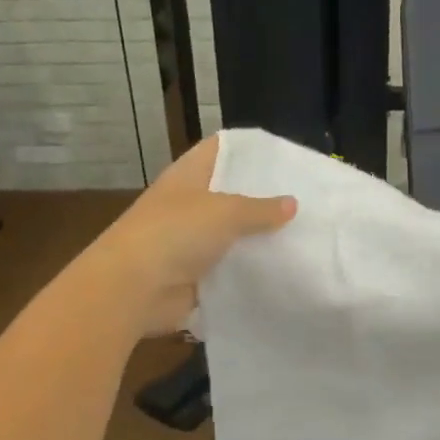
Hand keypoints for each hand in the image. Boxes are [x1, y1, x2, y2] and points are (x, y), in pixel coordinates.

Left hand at [83, 137, 295, 338]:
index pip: (222, 149)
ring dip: (261, 237)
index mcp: (189, 175)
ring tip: (305, 233)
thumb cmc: (174, 233)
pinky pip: (231, 267)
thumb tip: (292, 204)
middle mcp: (190, 204)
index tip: (286, 156)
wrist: (132, 289)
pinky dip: (251, 269)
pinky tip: (285, 268)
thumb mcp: (225, 212)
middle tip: (307, 197)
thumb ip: (261, 208)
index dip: (251, 149)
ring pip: (234, 233)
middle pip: (232, 193)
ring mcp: (192, 241)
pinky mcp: (197, 275)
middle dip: (265, 196)